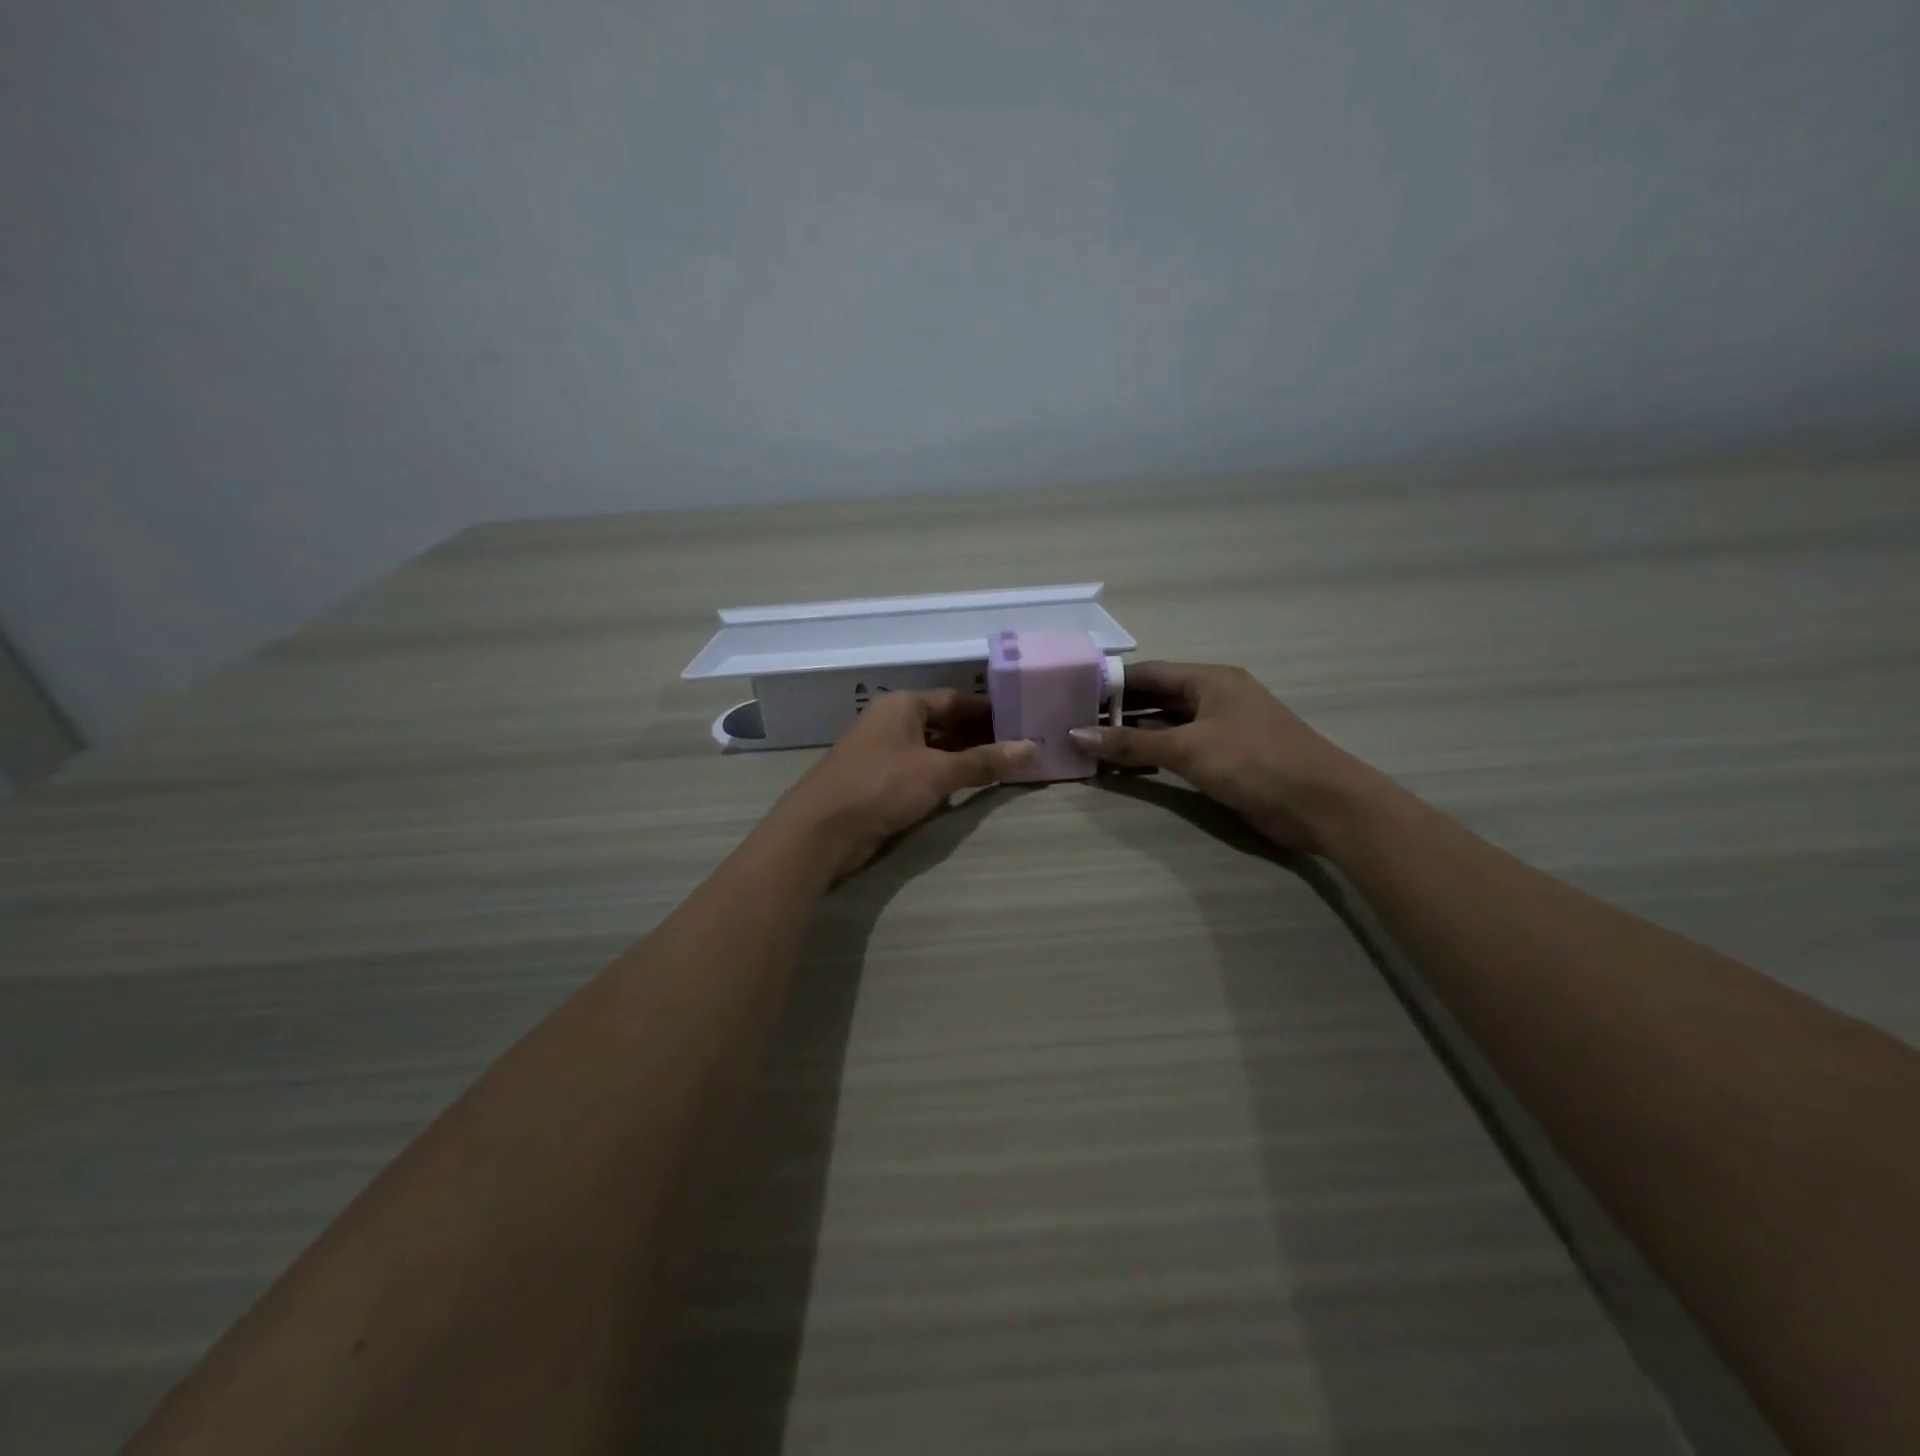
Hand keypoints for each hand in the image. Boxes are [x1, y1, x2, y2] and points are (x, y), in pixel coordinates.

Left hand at [767, 690, 1036, 881]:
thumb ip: (984, 761)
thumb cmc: (881, 786)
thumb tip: (1032, 748)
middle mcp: (890, 723)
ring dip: (963, 760)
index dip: (988, 711)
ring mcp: (881, 754)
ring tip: (1003, 769)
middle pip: (943, 724)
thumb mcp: (938, 772)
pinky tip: (966, 790)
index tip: (1021, 721)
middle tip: (1019, 749)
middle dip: (979, 737)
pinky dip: (943, 778)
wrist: (820, 831)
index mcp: (902, 706)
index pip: (954, 700)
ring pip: (931, 750)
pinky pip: (919, 773)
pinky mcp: (876, 784)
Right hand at [1068, 661, 1382, 853]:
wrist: (1321, 804)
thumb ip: (1131, 743)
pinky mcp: (1225, 758)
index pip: (1148, 673)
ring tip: (1089, 748)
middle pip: (1155, 698)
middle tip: (1074, 725)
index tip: (1072, 696)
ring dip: (1133, 737)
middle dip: (1117, 712)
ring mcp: (1221, 728)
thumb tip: (1076, 734)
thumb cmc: (1254, 761)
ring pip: (1166, 725)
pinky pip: (1178, 749)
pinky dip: (1152, 756)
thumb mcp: (1188, 749)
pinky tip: (1123, 768)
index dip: (1110, 684)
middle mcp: (1214, 697)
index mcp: (1209, 679)